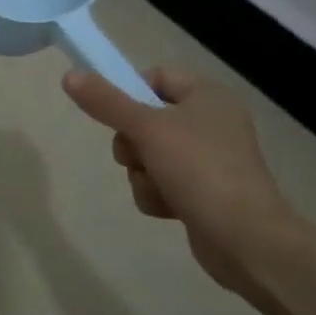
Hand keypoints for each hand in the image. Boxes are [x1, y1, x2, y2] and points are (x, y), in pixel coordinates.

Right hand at [62, 65, 304, 295]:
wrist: (246, 240)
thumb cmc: (200, 170)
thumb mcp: (147, 129)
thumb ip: (106, 102)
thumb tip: (69, 75)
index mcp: (208, 96)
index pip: (156, 77)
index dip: (130, 92)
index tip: (114, 114)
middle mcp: (211, 123)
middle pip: (145, 119)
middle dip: (132, 143)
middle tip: (136, 156)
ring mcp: (208, 160)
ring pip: (149, 155)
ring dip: (142, 173)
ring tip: (158, 187)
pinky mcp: (203, 193)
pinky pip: (161, 182)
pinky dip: (157, 194)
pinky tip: (168, 208)